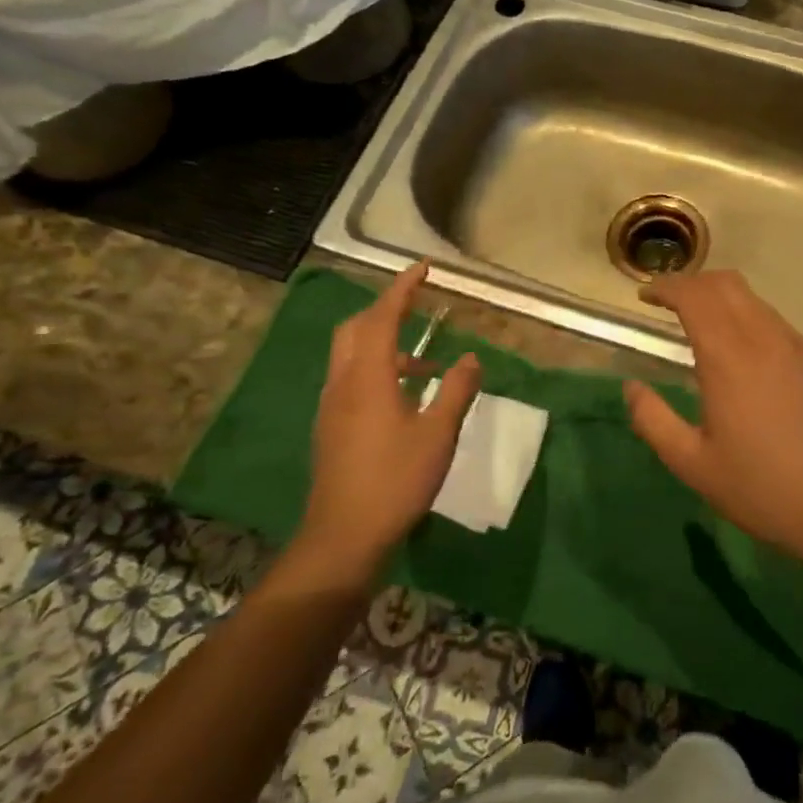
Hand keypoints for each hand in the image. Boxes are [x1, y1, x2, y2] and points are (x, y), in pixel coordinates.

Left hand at [294, 262, 480, 580]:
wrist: (344, 534)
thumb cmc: (396, 480)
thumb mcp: (438, 434)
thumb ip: (457, 390)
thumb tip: (472, 358)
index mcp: (369, 377)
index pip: (383, 317)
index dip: (403, 288)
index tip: (423, 267)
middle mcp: (344, 382)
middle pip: (356, 328)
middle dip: (386, 309)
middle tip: (418, 306)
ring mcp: (332, 404)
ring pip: (351, 354)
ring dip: (383, 342)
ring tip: (426, 363)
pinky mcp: (331, 425)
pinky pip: (351, 377)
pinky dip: (376, 368)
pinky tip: (404, 395)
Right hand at [623, 270, 802, 568]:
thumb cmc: (759, 488)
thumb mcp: (691, 463)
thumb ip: (653, 420)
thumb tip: (631, 387)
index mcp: (729, 358)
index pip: (695, 296)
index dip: (667, 287)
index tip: (647, 296)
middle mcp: (766, 339)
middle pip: (727, 284)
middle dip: (694, 283)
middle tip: (671, 304)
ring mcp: (801, 348)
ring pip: (757, 303)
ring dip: (725, 302)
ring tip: (706, 327)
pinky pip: (781, 328)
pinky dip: (754, 325)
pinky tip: (751, 360)